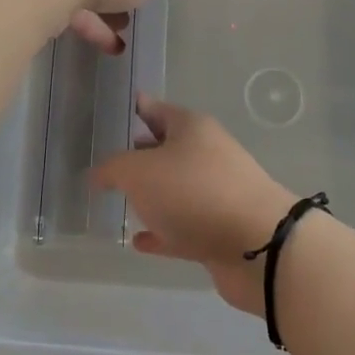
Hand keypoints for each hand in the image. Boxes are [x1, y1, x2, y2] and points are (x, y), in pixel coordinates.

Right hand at [90, 95, 295, 315]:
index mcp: (191, 127)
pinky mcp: (220, 229)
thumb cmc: (194, 192)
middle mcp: (206, 153)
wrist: (257, 246)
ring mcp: (216, 192)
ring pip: (175, 188)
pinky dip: (162, 231)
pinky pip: (182, 226)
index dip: (135, 108)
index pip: (155, 109)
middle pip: (166, 148)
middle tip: (108, 162)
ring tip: (119, 201)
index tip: (114, 110)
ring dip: (151, 195)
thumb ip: (113, 169)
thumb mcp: (140, 172)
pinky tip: (139, 241)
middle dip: (139, 154)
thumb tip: (96, 173)